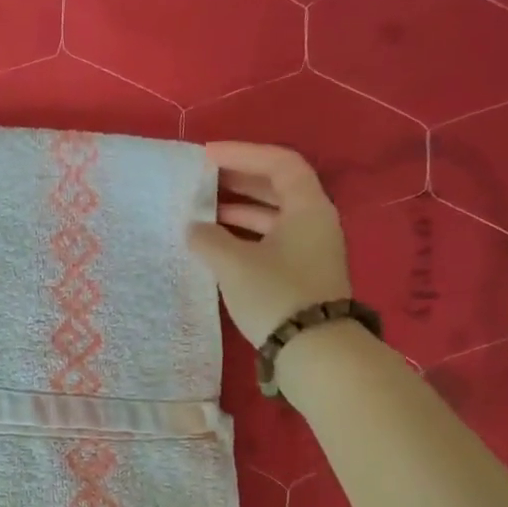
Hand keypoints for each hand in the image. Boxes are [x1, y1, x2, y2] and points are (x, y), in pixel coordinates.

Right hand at [188, 141, 351, 347]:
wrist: (314, 353)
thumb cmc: (276, 295)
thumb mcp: (234, 263)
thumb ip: (208, 238)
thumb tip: (194, 228)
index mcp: (307, 208)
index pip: (278, 163)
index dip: (242, 154)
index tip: (207, 157)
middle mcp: (314, 222)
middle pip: (276, 187)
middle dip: (237, 181)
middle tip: (201, 180)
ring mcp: (309, 250)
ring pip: (272, 216)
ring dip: (237, 210)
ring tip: (200, 213)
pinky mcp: (300, 274)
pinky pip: (269, 240)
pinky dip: (242, 235)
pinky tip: (215, 244)